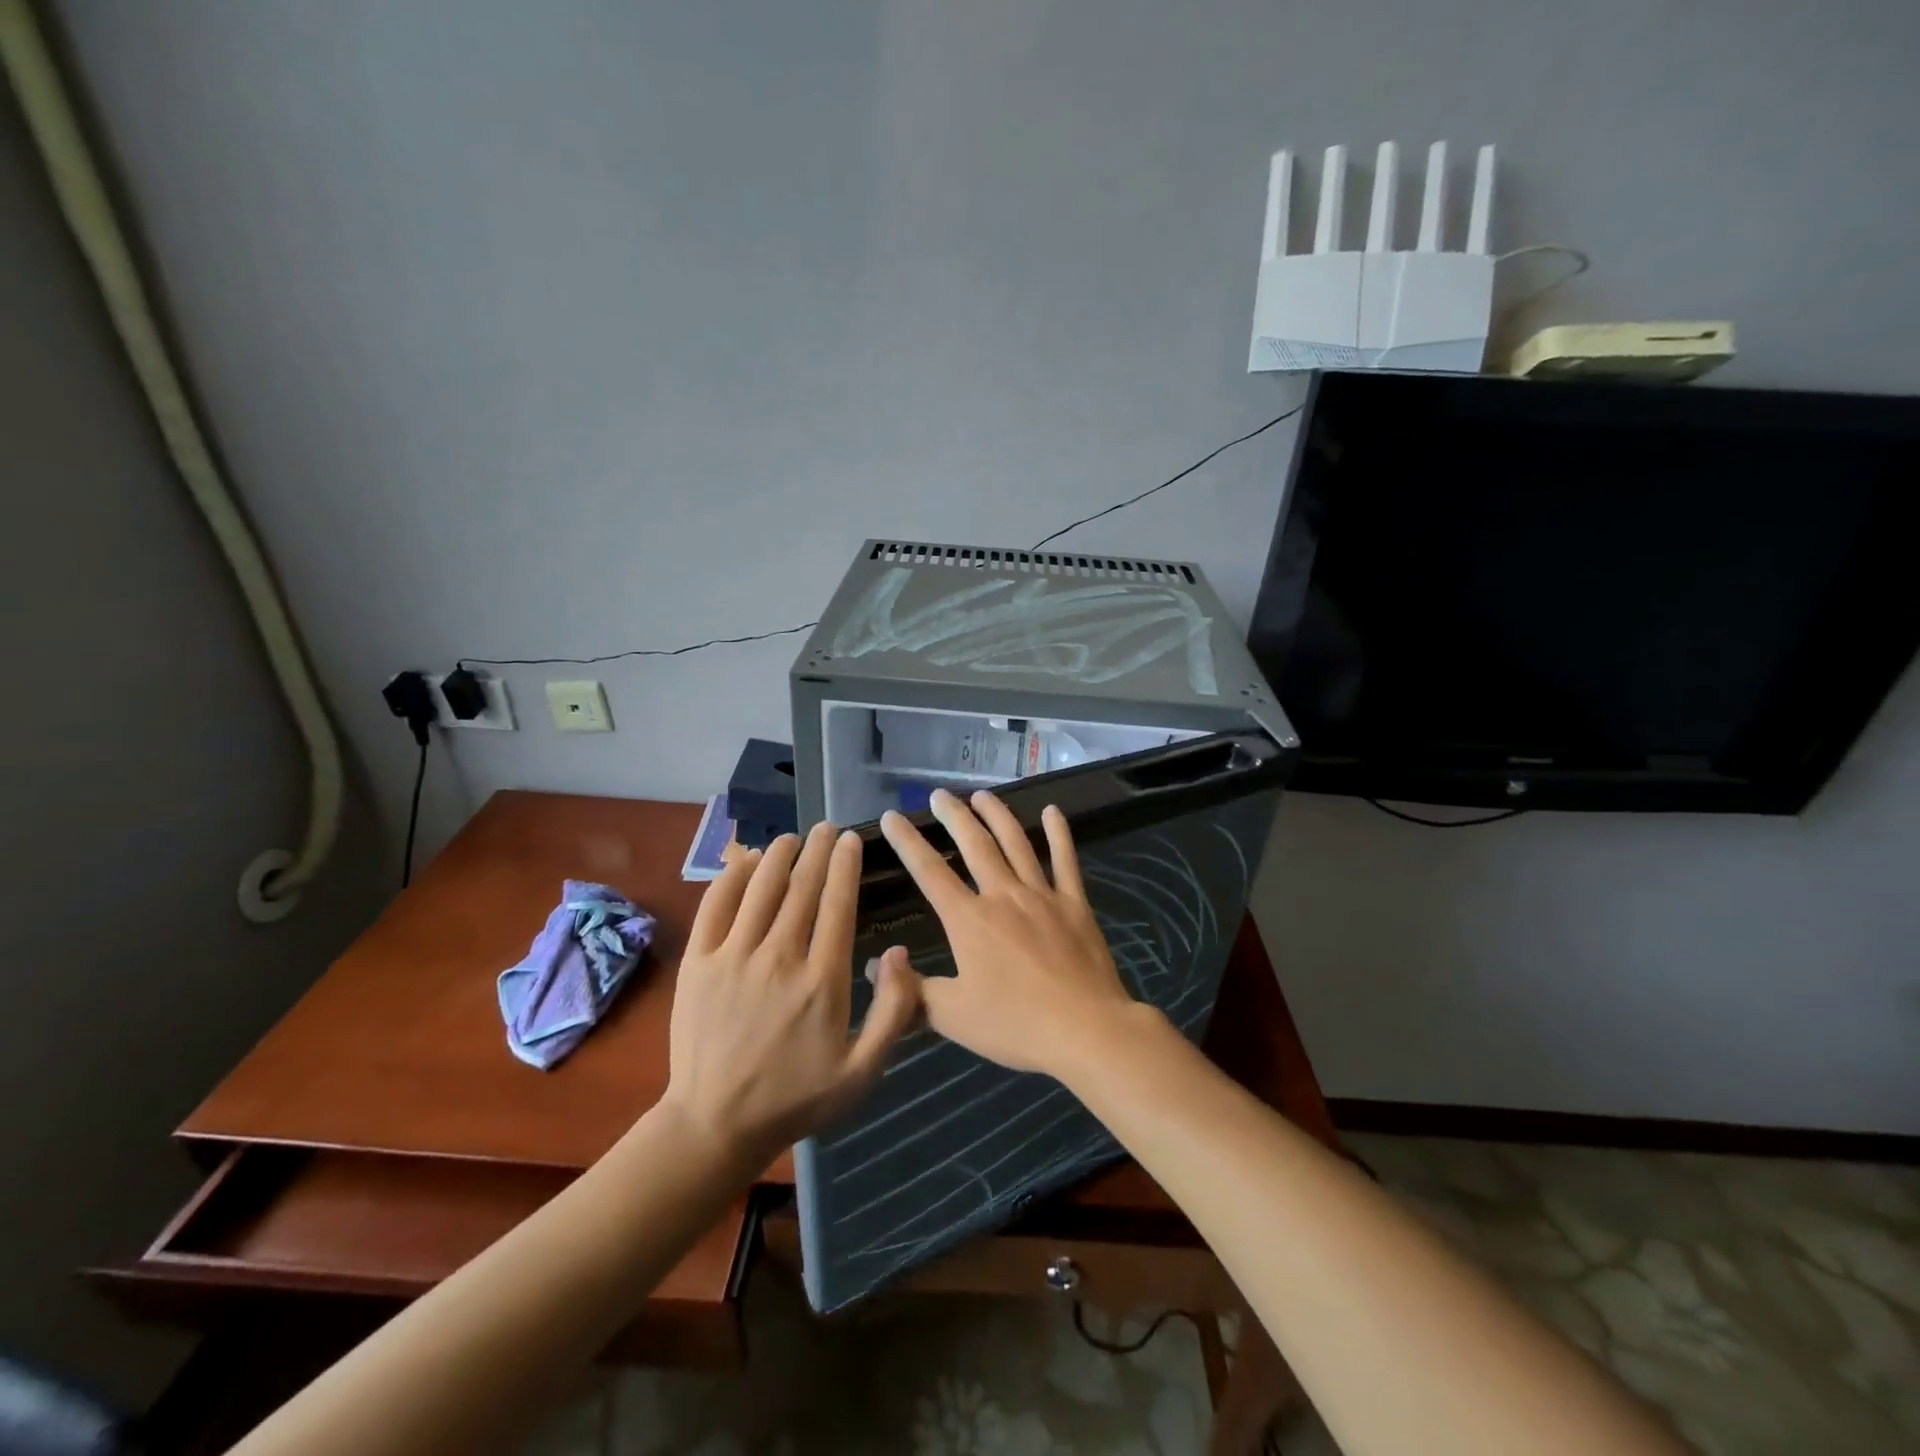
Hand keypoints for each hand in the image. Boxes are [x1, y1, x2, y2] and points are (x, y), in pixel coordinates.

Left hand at [662, 822, 920, 1160]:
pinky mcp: (699, 963)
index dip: (845, 866)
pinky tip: (746, 859)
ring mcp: (734, 957)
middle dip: (817, 850)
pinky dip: (733, 876)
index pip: (837, 904)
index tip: (850, 840)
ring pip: (761, 887)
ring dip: (779, 854)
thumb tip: (899, 952)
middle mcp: (780, 958)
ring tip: (792, 837)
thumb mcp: (863, 1071)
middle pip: (802, 887)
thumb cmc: (797, 1097)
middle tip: (826, 827)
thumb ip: (894, 1012)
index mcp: (823, 980)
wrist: (715, 1123)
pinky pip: (716, 906)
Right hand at [878, 789, 1145, 1078]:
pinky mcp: (1074, 904)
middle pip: (974, 844)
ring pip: (1016, 842)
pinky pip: (1065, 860)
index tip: (892, 816)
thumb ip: (911, 990)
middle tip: (939, 794)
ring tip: (982, 795)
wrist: (1086, 1030)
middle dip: (954, 816)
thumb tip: (875, 968)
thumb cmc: (1015, 1024)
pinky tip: (1053, 811)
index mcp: (969, 920)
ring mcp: (1042, 895)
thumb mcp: (952, 1017)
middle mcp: (1003, 895)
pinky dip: (1059, 833)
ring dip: (997, 815)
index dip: (907, 842)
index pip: (929, 871)